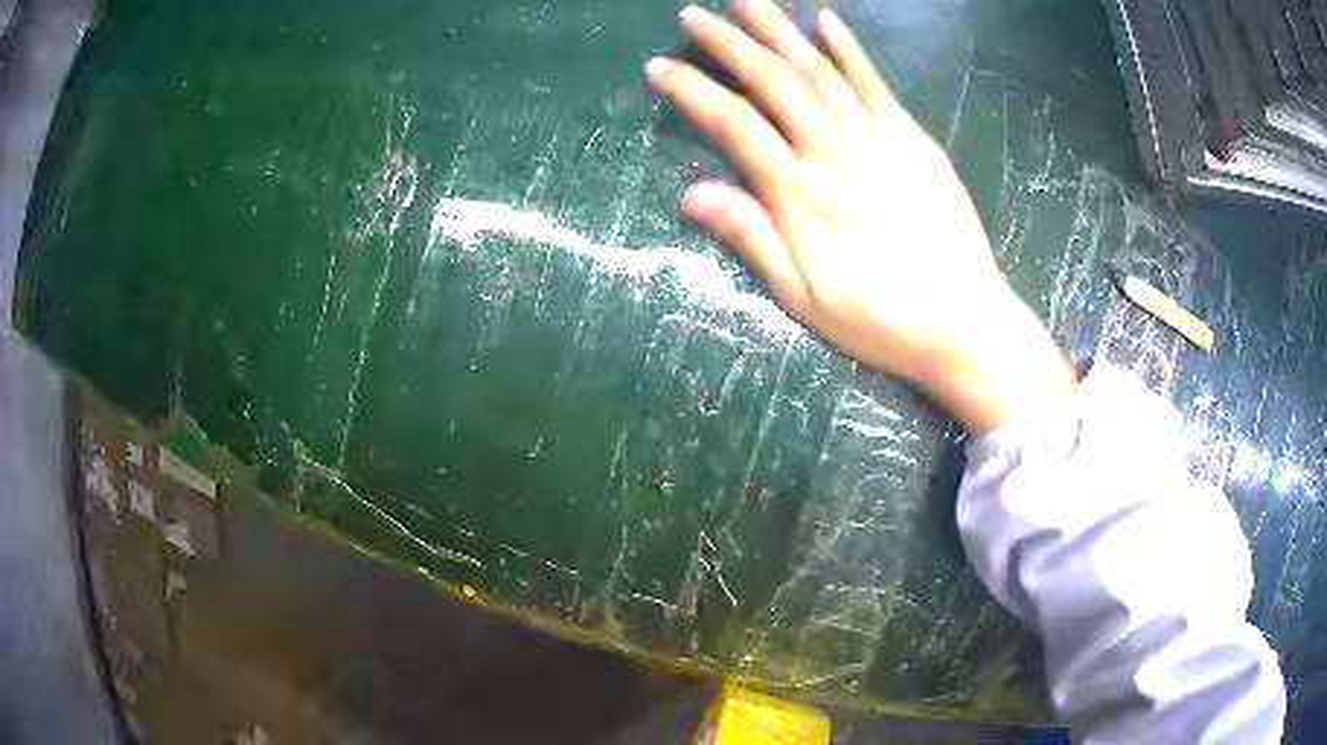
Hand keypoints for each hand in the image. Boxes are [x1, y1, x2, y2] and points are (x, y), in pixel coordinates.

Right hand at [646, 0, 1074, 433]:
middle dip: (729, 42)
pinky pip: (873, 82)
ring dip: (779, 30)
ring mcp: (877, 137)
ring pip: (819, 69)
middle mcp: (833, 149)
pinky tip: (826, 20)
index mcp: (800, 192)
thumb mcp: (802, 297)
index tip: (659, 66)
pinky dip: (848, 49)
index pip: (733, 122)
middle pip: (773, 80)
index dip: (692, 90)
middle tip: (694, 14)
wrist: (964, 322)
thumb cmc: (879, 319)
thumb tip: (691, 193)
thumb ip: (751, 238)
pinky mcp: (911, 138)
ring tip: (748, 0)